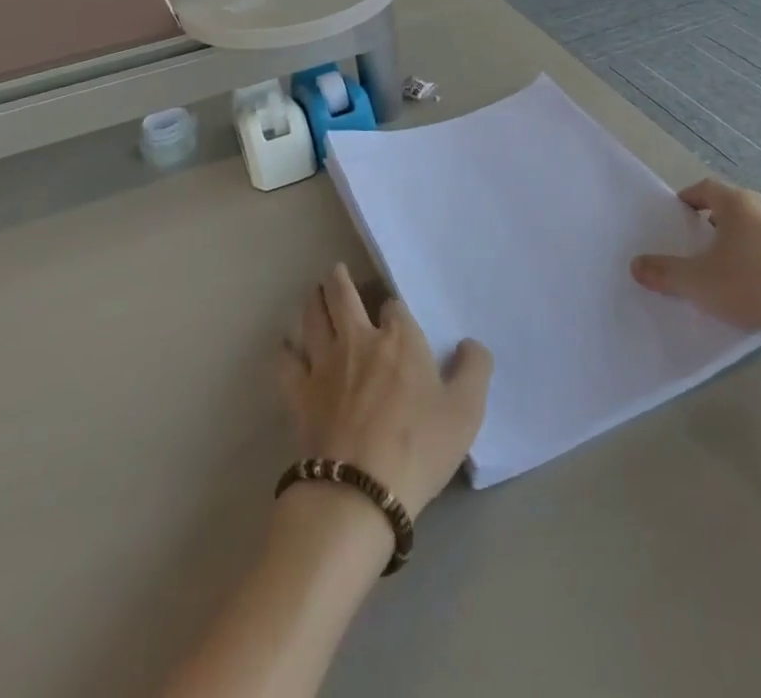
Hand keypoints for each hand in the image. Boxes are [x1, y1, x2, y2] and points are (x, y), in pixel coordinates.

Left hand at [280, 265, 491, 516]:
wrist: (359, 490)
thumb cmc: (419, 446)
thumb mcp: (466, 410)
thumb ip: (474, 369)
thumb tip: (470, 344)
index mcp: (399, 338)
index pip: (394, 307)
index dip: (395, 309)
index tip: (395, 315)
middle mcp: (358, 339)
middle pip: (343, 296)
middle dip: (339, 280)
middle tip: (335, 271)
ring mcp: (324, 364)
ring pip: (313, 318)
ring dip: (312, 301)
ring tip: (313, 293)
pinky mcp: (300, 393)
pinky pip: (286, 362)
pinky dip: (286, 350)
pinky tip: (286, 347)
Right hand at [631, 178, 760, 336]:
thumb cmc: (751, 283)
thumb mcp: (698, 281)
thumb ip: (664, 273)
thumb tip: (635, 266)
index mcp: (737, 203)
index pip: (706, 188)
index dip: (689, 198)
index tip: (678, 215)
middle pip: (733, 206)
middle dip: (714, 221)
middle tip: (698, 243)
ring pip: (757, 227)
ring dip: (741, 240)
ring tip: (727, 267)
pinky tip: (759, 286)